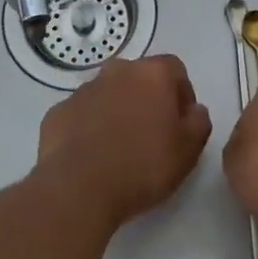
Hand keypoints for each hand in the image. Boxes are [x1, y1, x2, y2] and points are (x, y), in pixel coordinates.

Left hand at [35, 54, 211, 227]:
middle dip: (147, 99)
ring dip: (117, 111)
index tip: (181, 123)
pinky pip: (82, 114)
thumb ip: (199, 122)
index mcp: (152, 74)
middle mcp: (117, 71)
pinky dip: (89, 127)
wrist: (77, 189)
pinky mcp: (57, 112)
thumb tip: (194, 110)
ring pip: (108, 94)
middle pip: (139, 78)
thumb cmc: (142, 166)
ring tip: (119, 148)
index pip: (175, 69)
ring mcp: (83, 90)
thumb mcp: (188, 150)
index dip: (181, 94)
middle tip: (151, 135)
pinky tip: (92, 156)